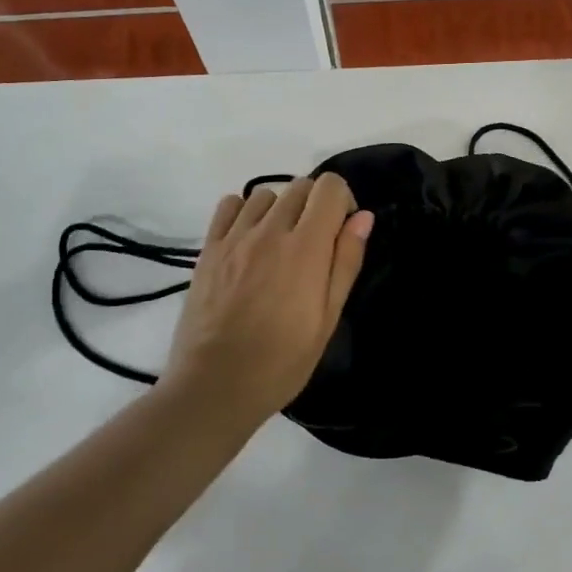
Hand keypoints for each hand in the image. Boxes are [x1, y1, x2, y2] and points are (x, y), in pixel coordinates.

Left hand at [165, 174, 373, 417]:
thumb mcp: (328, 318)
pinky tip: (248, 240)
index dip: (343, 201)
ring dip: (280, 209)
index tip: (341, 231)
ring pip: (265, 193)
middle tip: (314, 244)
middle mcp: (270, 231)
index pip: (329, 187)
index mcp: (306, 247)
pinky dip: (244, 212)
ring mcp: (235, 237)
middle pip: (300, 185)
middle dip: (315, 205)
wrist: (215, 386)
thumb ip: (346, 261)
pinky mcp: (208, 248)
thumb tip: (362, 217)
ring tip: (279, 244)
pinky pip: (229, 205)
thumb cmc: (282, 361)